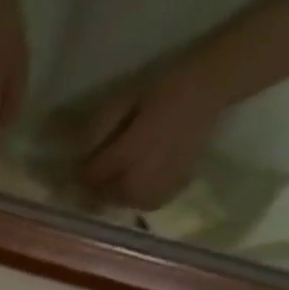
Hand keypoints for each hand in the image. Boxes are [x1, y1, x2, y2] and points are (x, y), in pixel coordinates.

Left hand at [67, 65, 226, 209]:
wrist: (211, 87)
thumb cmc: (164, 87)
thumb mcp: (125, 100)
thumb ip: (100, 129)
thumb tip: (77, 152)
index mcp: (128, 154)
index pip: (92, 176)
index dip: (84, 169)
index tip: (83, 161)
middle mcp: (140, 181)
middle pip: (104, 193)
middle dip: (99, 182)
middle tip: (104, 165)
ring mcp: (155, 192)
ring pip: (121, 201)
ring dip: (116, 190)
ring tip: (124, 169)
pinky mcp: (167, 194)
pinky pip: (140, 203)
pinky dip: (136, 193)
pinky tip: (141, 176)